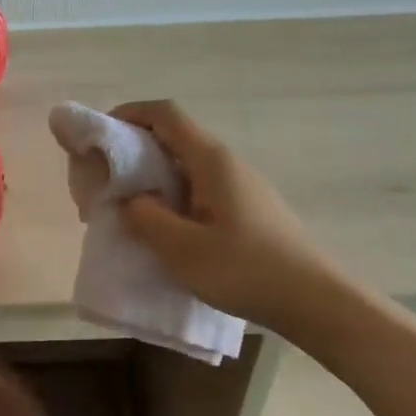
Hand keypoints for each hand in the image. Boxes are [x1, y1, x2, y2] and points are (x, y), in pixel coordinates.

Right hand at [108, 100, 339, 329]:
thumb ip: (145, 217)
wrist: (316, 302)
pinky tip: (165, 228)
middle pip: (174, 137)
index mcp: (211, 161)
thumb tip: (128, 199)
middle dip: (134, 149)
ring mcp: (241, 185)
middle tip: (105, 178)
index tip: (100, 134)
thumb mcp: (182, 248)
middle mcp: (227, 163)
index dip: (129, 113)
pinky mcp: (247, 208)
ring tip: (128, 207)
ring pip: (186, 165)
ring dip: (152, 176)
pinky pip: (199, 188)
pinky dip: (172, 195)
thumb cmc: (246, 270)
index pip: (165, 115)